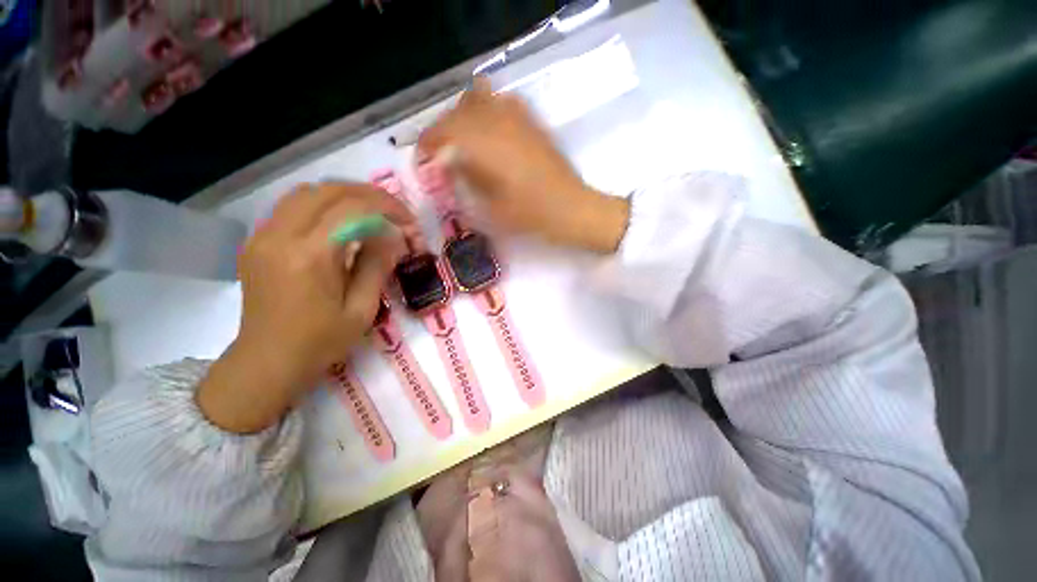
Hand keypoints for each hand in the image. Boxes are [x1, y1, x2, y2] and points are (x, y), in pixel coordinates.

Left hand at [198, 182, 412, 433]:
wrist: (268, 361)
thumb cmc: (320, 342)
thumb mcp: (362, 309)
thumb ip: (377, 265)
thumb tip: (393, 236)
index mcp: (309, 256)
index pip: (353, 209)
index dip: (387, 208)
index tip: (409, 223)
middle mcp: (280, 235)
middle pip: (328, 191)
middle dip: (369, 196)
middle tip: (395, 213)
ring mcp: (263, 235)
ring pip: (308, 192)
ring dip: (345, 196)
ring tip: (372, 213)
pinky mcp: (258, 241)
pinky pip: (293, 206)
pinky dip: (324, 205)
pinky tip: (341, 223)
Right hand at [419, 77, 629, 252]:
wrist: (571, 209)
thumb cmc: (530, 216)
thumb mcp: (489, 208)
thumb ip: (466, 180)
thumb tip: (450, 161)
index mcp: (483, 144)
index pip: (442, 131)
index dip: (428, 144)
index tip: (424, 159)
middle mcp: (497, 121)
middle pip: (457, 111)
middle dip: (443, 130)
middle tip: (443, 153)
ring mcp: (518, 116)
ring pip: (478, 97)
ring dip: (465, 116)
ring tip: (466, 140)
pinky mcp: (533, 121)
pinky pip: (503, 102)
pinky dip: (489, 111)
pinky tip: (493, 133)